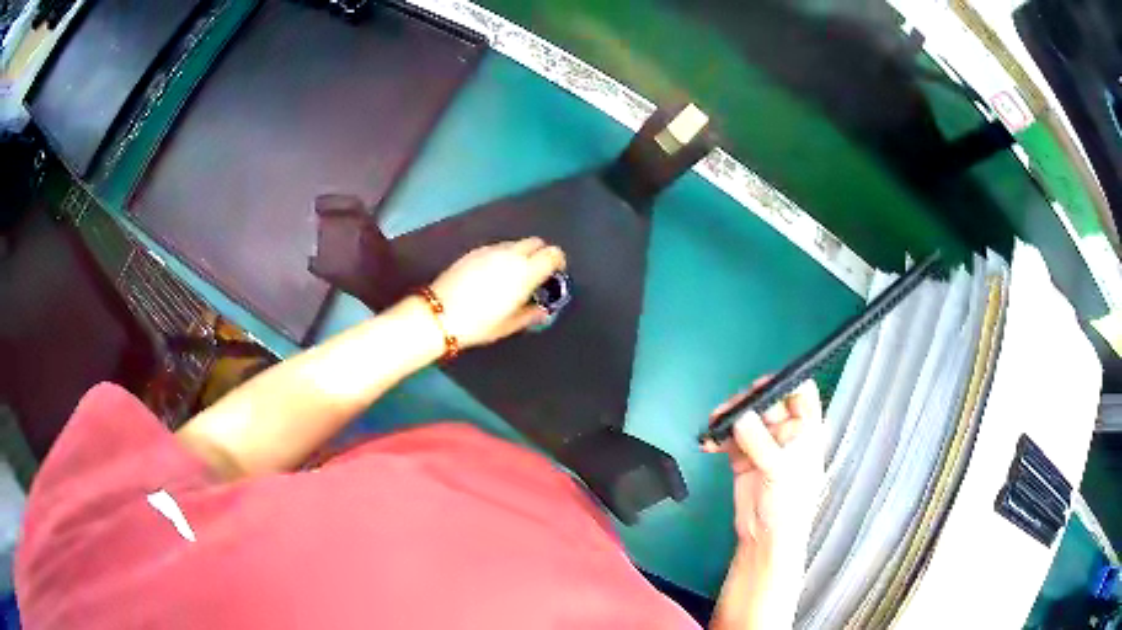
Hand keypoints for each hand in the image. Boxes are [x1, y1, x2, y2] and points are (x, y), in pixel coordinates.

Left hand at [429, 238, 565, 347]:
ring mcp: (490, 250)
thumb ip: (531, 314)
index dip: (557, 262)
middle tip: (536, 274)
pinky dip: (502, 256)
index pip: (553, 253)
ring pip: (515, 243)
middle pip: (536, 242)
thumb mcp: (509, 325)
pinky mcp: (474, 251)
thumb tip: (543, 310)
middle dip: (540, 254)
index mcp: (525, 272)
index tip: (554, 274)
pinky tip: (492, 276)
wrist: (439, 315)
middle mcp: (511, 255)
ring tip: (512, 277)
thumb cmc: (479, 324)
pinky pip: (497, 248)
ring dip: (521, 255)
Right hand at [703, 378, 823, 546]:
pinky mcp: (744, 458)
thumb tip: (739, 416)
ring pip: (746, 419)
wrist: (766, 539)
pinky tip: (709, 443)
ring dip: (729, 419)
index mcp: (806, 430)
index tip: (760, 385)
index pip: (801, 393)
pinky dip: (719, 437)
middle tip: (729, 408)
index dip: (784, 383)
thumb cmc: (788, 505)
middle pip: (767, 403)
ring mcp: (764, 445)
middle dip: (747, 402)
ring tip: (714, 425)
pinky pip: (730, 438)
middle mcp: (786, 433)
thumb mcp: (780, 469)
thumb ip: (759, 441)